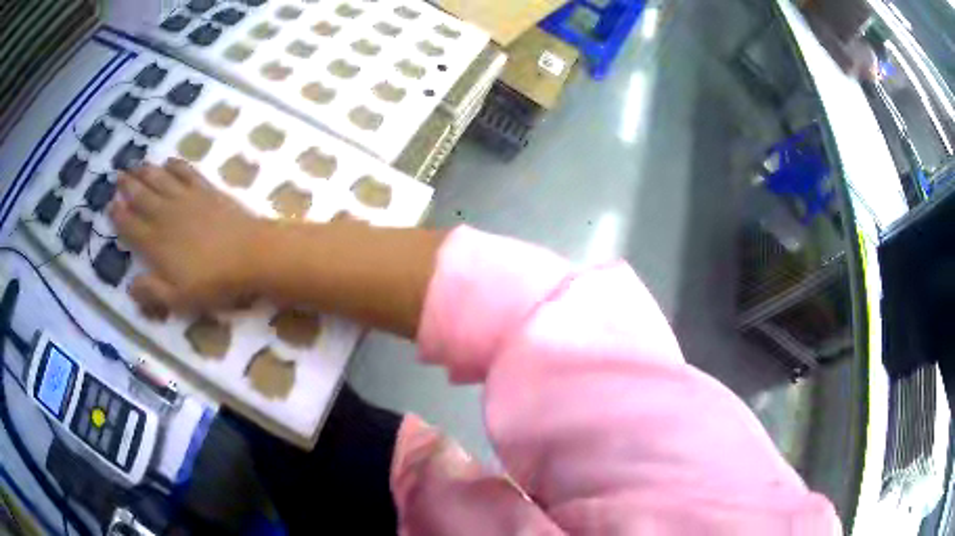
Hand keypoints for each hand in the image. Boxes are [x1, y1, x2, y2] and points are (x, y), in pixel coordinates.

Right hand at [109, 159, 264, 315]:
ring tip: (136, 164)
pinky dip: (175, 165)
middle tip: (118, 175)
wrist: (251, 255)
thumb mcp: (178, 299)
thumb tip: (129, 287)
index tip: (110, 204)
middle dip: (127, 186)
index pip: (130, 226)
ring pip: (160, 180)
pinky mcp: (207, 189)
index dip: (119, 215)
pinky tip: (169, 161)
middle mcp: (166, 215)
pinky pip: (186, 172)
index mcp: (156, 244)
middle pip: (141, 197)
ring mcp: (186, 199)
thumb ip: (151, 292)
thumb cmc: (214, 283)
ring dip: (146, 171)